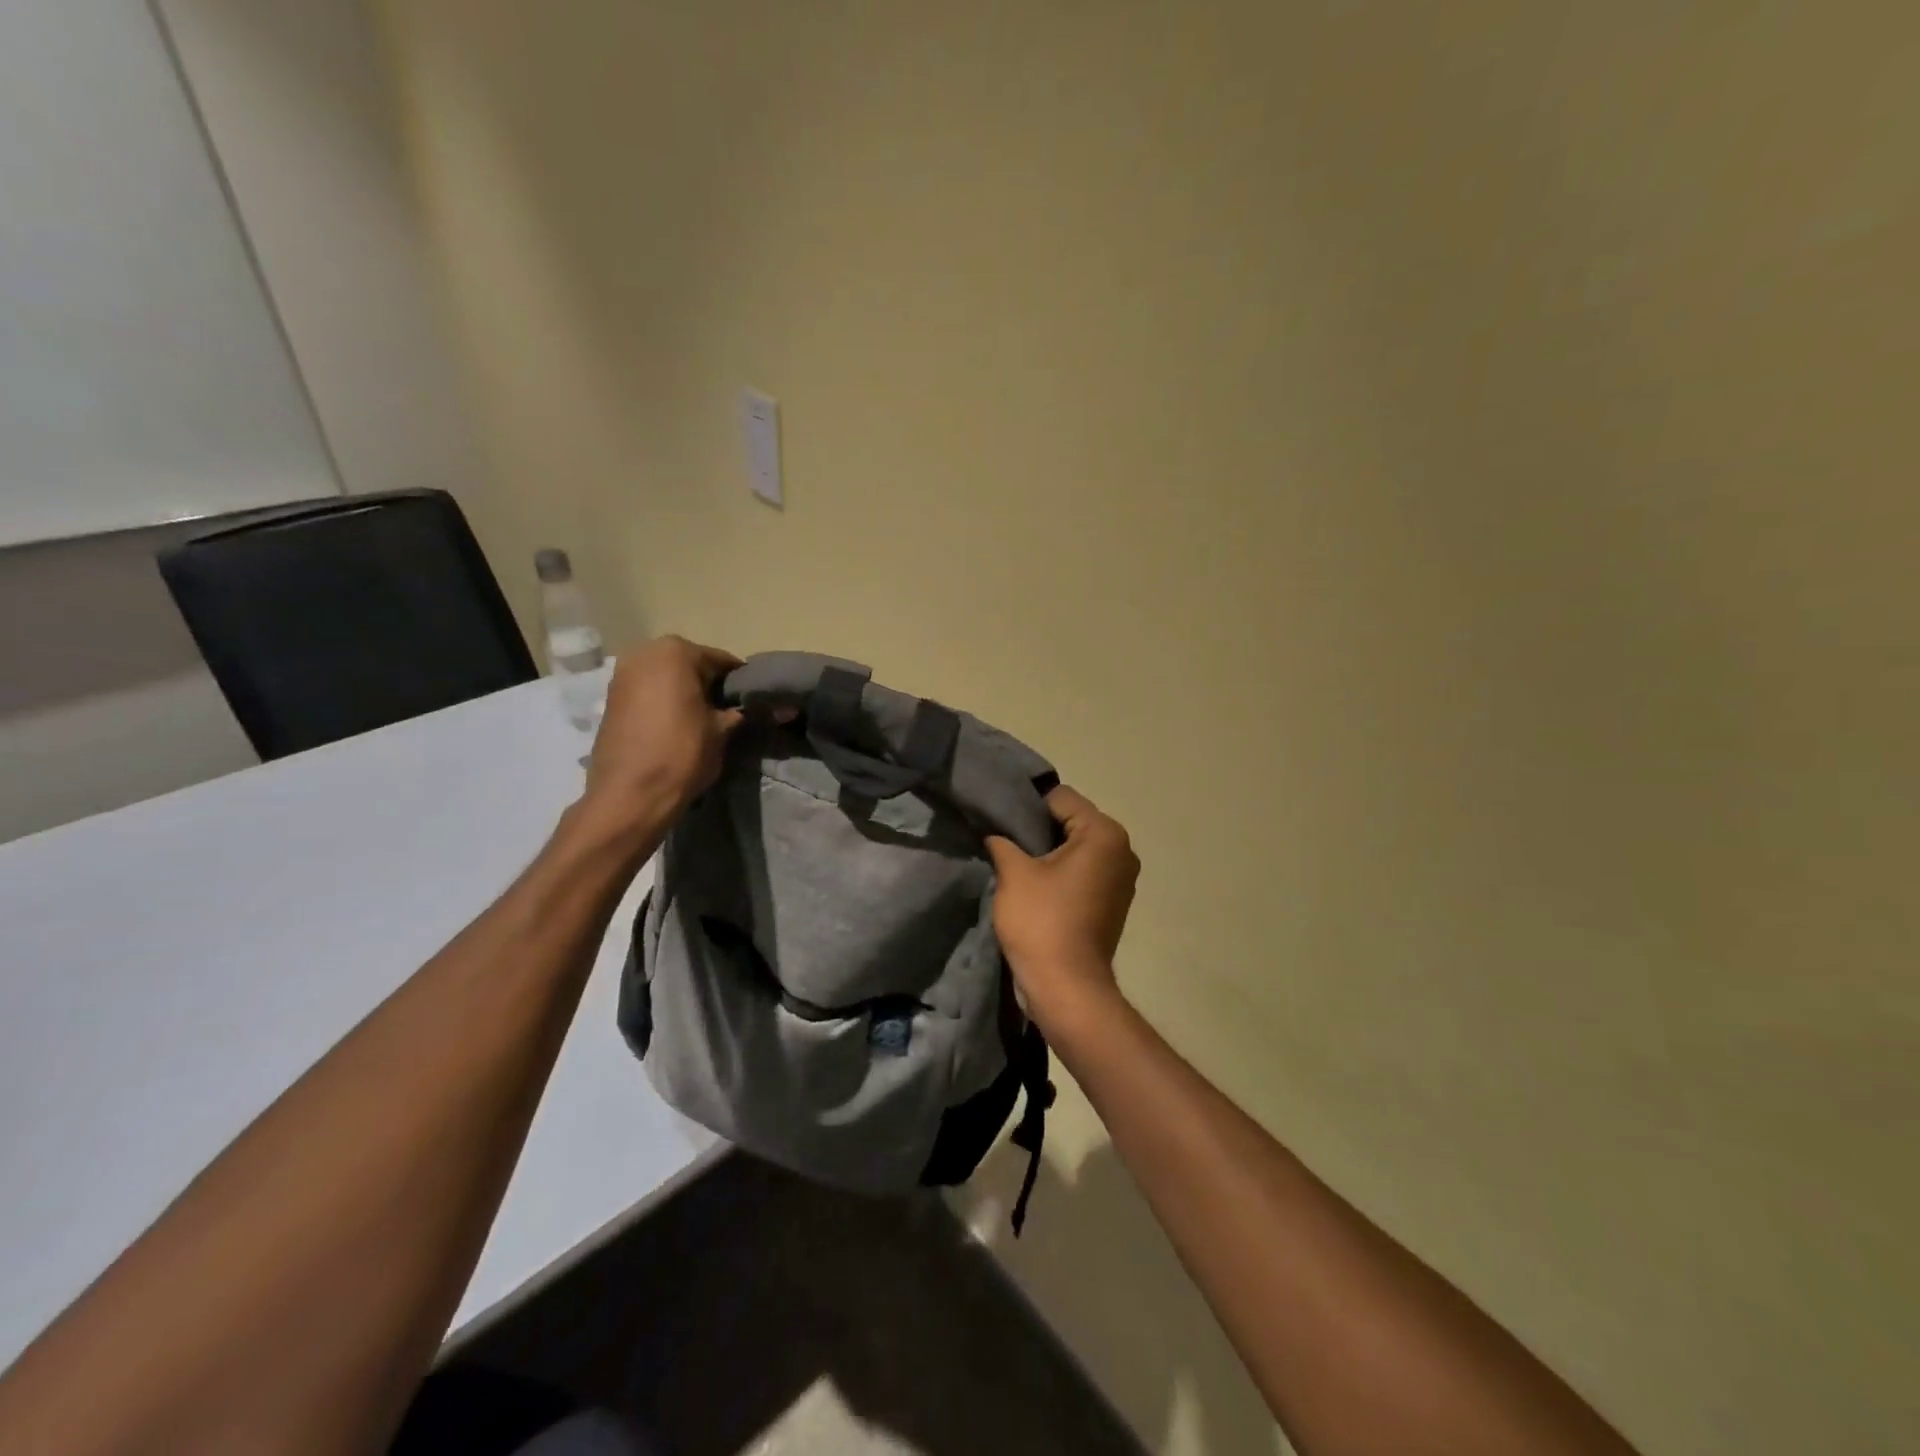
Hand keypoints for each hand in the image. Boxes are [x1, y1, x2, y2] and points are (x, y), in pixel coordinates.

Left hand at [581, 636, 742, 830]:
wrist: (629, 795)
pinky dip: (663, 703)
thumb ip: (739, 711)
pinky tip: (675, 727)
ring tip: (700, 722)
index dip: (739, 684)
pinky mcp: (610, 698)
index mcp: (676, 652)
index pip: (721, 661)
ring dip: (684, 694)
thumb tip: (758, 707)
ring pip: (667, 678)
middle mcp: (645, 653)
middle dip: (708, 685)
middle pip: (690, 665)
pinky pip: (648, 692)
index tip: (751, 703)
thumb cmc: (682, 753)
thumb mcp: (722, 731)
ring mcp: (622, 674)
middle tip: (725, 713)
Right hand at [985, 786, 1139, 1020]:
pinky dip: (1062, 873)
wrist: (1066, 987)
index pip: (1060, 798)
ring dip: (1050, 852)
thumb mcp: (1013, 873)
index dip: (1026, 806)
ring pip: (1078, 847)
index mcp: (1103, 833)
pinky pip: (1084, 871)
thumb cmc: (1041, 922)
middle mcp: (1122, 849)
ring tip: (1018, 864)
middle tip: (1005, 841)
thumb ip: (1002, 841)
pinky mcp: (1115, 901)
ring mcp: (1122, 878)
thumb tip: (994, 833)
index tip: (1000, 820)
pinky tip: (1037, 886)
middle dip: (1039, 829)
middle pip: (1072, 820)